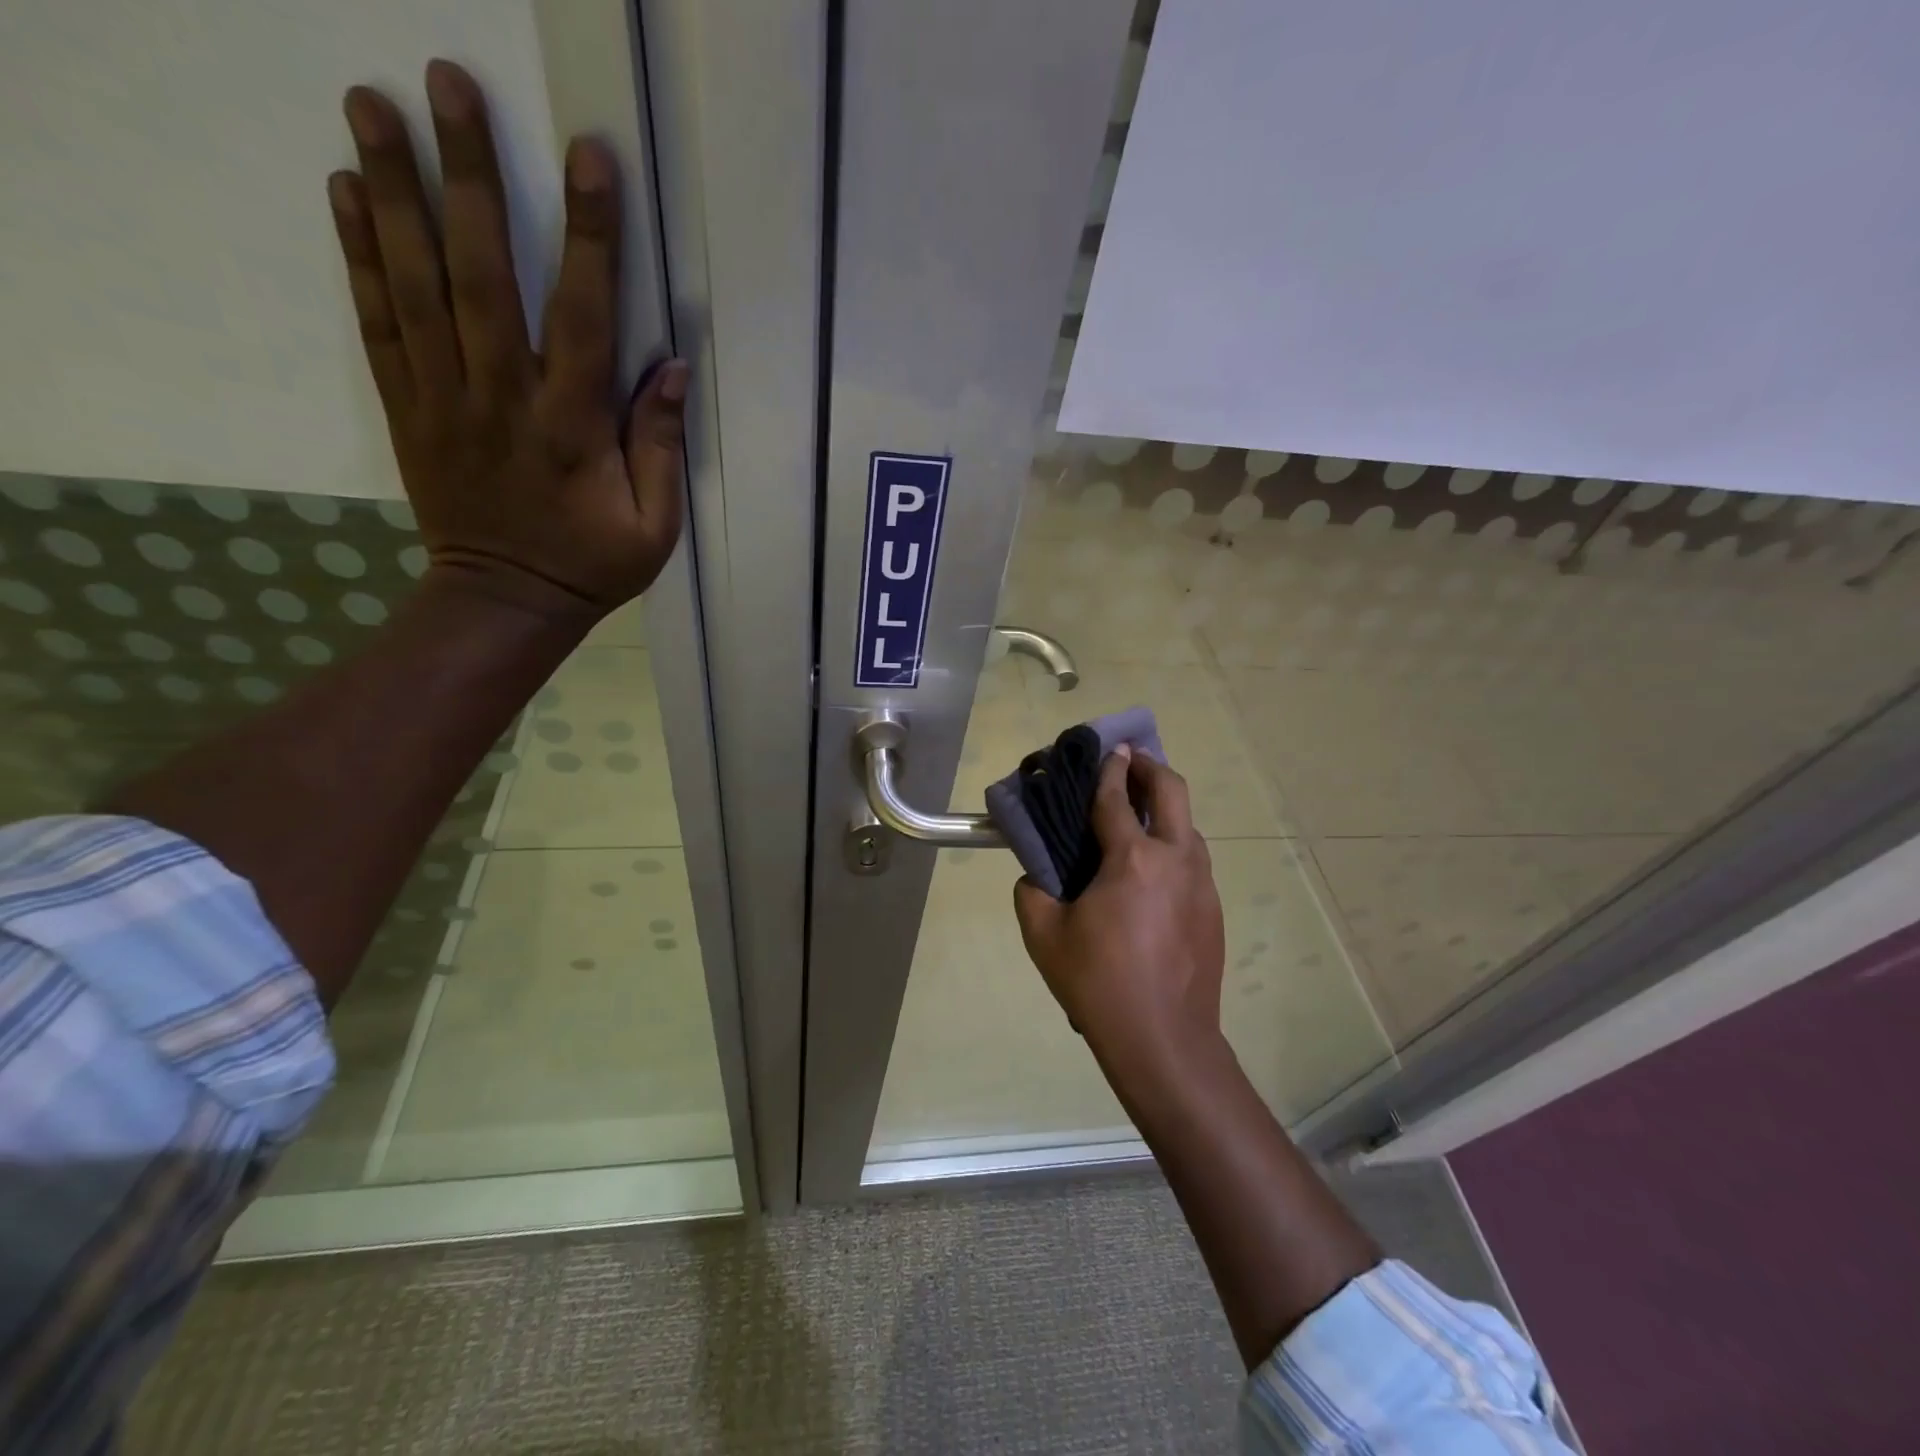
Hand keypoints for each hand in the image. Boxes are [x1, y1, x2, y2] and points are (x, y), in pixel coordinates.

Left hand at [328, 60, 684, 621]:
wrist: (507, 602)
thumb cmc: (591, 565)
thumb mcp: (655, 525)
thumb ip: (661, 447)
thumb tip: (673, 370)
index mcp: (572, 430)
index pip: (584, 320)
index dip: (589, 239)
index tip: (588, 158)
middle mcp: (503, 400)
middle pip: (483, 277)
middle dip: (470, 178)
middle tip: (447, 82)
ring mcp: (445, 400)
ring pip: (417, 286)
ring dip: (394, 192)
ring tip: (372, 102)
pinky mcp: (408, 408)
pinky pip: (379, 325)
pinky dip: (358, 257)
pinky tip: (345, 192)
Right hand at [1013, 747, 1226, 1070]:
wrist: (1164, 1040)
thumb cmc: (1099, 983)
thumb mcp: (1044, 936)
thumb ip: (1032, 893)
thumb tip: (1037, 877)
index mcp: (1132, 859)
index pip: (1117, 798)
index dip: (1110, 769)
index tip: (1109, 747)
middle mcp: (1175, 860)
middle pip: (1172, 792)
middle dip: (1151, 767)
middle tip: (1132, 761)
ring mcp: (1201, 885)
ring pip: (1188, 827)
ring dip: (1166, 808)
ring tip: (1139, 815)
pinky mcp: (1213, 910)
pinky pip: (1193, 861)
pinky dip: (1173, 846)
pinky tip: (1152, 873)